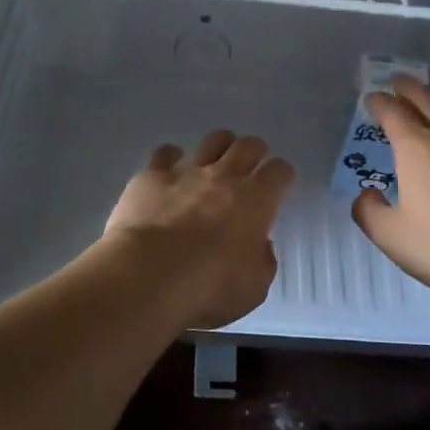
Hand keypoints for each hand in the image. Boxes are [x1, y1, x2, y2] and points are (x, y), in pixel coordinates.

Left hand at [102, 130, 295, 330]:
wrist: (148, 275)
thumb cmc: (208, 288)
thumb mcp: (253, 288)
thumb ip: (262, 262)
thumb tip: (260, 246)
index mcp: (257, 201)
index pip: (280, 171)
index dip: (281, 177)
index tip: (278, 187)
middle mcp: (225, 176)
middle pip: (249, 145)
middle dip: (254, 153)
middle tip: (248, 170)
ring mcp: (186, 171)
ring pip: (212, 140)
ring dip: (218, 148)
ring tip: (213, 164)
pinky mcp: (151, 175)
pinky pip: (165, 153)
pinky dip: (170, 159)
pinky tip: (168, 173)